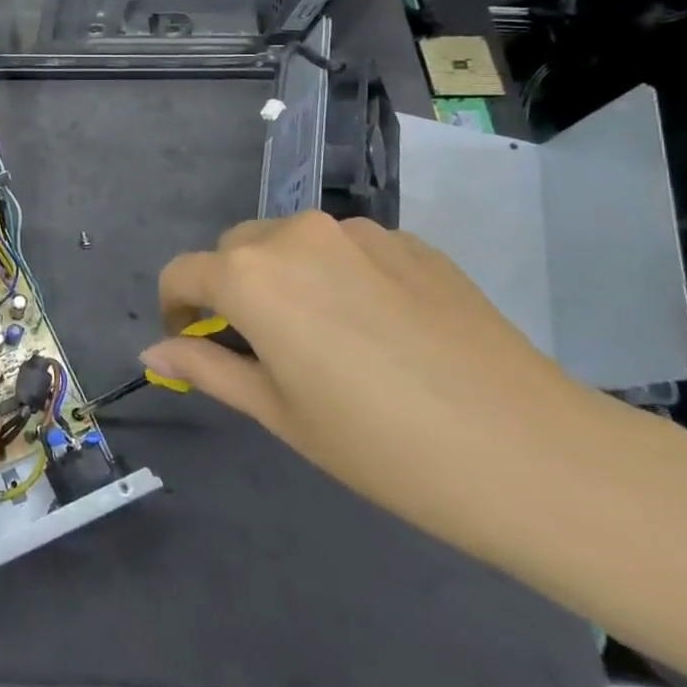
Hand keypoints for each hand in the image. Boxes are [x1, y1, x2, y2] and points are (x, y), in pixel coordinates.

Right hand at [144, 211, 609, 554]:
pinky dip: (338, 275)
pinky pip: (347, 249)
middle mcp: (294, 235)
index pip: (182, 273)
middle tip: (261, 347)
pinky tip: (379, 329)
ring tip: (325, 337)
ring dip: (284, 277)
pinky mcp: (410, 241)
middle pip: (234, 250)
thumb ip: (206, 368)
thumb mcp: (279, 413)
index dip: (175, 308)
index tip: (190, 343)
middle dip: (230, 289)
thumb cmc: (382, 445)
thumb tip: (154, 351)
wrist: (532, 454)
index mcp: (250, 275)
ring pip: (291, 243)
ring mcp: (357, 232)